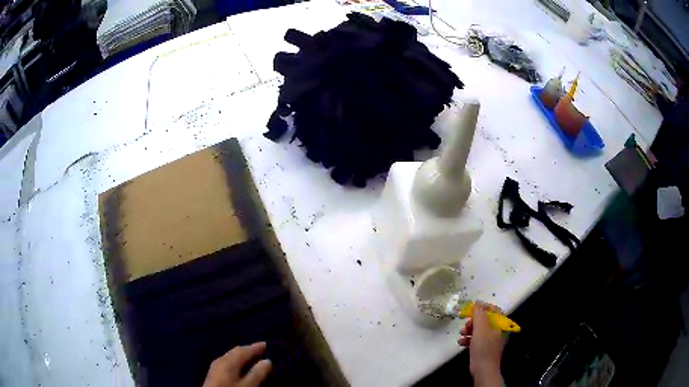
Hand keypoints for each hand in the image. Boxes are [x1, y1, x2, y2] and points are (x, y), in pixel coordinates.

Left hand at [203, 342, 272, 386]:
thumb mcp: (248, 385)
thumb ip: (258, 373)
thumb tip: (268, 361)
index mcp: (228, 361)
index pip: (243, 350)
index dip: (256, 347)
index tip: (267, 344)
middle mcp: (220, 360)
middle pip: (236, 352)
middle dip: (249, 351)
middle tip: (261, 351)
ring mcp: (215, 367)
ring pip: (231, 357)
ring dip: (242, 357)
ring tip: (253, 359)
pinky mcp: (214, 374)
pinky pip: (228, 363)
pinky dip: (237, 362)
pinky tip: (240, 368)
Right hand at [458, 304, 505, 386]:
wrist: (483, 369)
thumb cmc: (484, 347)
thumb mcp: (481, 329)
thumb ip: (479, 315)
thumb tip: (477, 303)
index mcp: (501, 324)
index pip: (494, 310)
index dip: (484, 307)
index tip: (472, 307)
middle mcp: (497, 330)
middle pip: (485, 320)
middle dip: (473, 321)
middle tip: (466, 324)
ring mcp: (490, 340)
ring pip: (479, 330)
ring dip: (469, 330)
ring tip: (461, 333)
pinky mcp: (483, 348)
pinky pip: (476, 339)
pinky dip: (468, 339)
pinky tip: (461, 342)